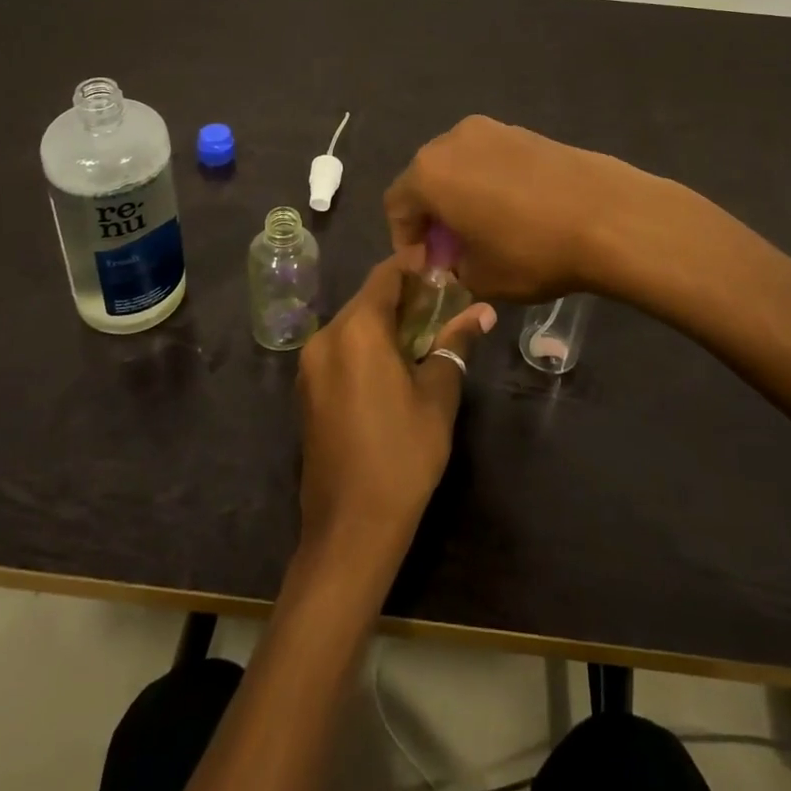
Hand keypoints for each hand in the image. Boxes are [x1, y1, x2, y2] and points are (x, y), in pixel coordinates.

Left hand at [295, 258, 496, 569]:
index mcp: (357, 329)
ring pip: (353, 324)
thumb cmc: (403, 454)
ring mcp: (310, 364)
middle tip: (442, 300)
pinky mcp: (307, 389)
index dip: (414, 266)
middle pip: (367, 299)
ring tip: (424, 331)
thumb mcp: (438, 395)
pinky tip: (393, 363)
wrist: (350, 527)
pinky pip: (340, 349)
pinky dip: (366, 345)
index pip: (386, 276)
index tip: (442, 263)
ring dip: (385, 321)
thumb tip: (483, 312)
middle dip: (403, 296)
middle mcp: (326, 336)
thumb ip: (455, 343)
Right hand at [383, 116, 661, 301]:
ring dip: (460, 197)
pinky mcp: (524, 131)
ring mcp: (491, 129)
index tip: (427, 268)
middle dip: (432, 216)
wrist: (608, 215)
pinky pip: (489, 159)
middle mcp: (452, 140)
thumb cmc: (531, 250)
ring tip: (484, 230)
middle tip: (452, 251)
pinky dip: (487, 182)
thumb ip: (450, 269)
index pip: (397, 205)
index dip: (405, 240)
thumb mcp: (480, 278)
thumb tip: (452, 260)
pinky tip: (513, 211)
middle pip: (425, 179)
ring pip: (458, 166)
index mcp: (429, 172)